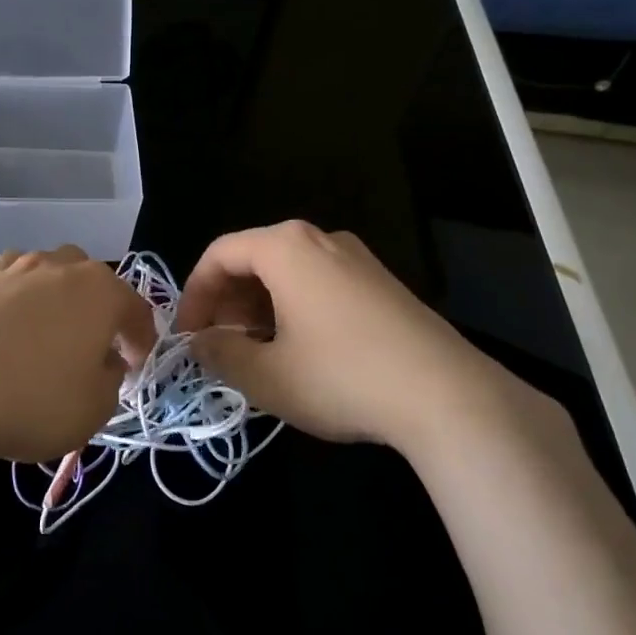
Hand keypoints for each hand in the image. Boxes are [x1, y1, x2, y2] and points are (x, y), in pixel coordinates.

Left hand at [0, 247, 155, 465]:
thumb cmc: (35, 399)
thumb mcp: (95, 409)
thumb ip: (109, 382)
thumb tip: (103, 364)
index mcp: (97, 291)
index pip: (134, 307)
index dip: (141, 338)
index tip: (137, 366)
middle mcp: (52, 269)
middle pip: (82, 271)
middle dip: (91, 301)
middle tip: (88, 341)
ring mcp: (1, 274)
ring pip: (29, 266)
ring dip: (37, 289)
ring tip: (34, 324)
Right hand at [175, 221, 552, 457]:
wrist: (447, 395)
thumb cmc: (342, 377)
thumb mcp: (266, 375)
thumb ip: (220, 353)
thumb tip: (200, 342)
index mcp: (286, 247)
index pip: (219, 254)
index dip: (193, 295)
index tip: (187, 337)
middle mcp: (320, 239)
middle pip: (254, 259)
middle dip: (227, 302)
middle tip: (218, 346)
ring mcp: (357, 258)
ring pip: (288, 273)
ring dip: (259, 308)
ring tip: (255, 353)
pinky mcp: (382, 283)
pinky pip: (320, 284)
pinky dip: (294, 309)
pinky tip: (299, 352)